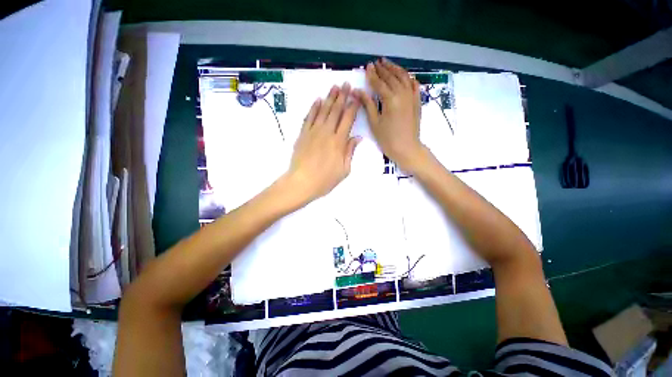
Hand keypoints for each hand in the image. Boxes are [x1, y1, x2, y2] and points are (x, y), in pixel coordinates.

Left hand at [284, 83, 360, 204]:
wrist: (302, 182)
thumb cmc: (325, 180)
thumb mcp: (344, 170)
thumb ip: (350, 152)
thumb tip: (357, 137)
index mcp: (339, 142)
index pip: (348, 119)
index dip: (353, 107)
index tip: (357, 97)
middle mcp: (327, 132)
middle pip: (336, 111)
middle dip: (342, 96)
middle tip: (346, 84)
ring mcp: (313, 132)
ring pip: (323, 111)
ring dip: (329, 98)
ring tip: (334, 87)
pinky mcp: (303, 134)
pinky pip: (309, 117)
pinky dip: (314, 108)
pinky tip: (318, 100)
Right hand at [354, 58, 424, 172]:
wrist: (407, 148)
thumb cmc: (387, 138)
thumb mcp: (374, 122)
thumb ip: (367, 104)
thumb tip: (357, 91)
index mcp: (390, 99)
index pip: (379, 83)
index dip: (372, 75)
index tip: (367, 66)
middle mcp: (402, 93)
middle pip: (391, 77)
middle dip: (383, 69)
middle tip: (376, 62)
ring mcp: (412, 96)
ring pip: (404, 77)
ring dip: (395, 69)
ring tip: (388, 63)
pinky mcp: (417, 101)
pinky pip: (414, 85)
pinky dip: (409, 78)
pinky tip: (405, 75)